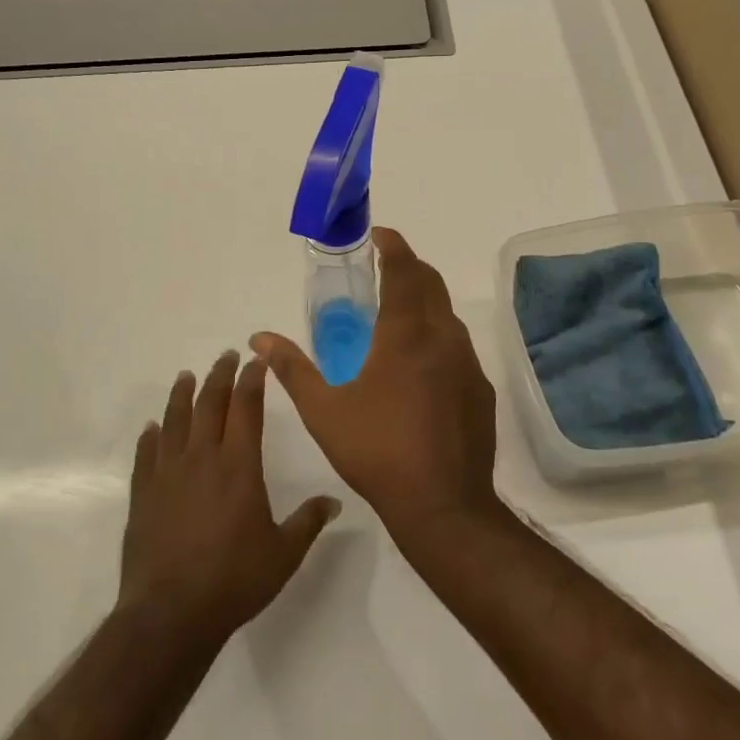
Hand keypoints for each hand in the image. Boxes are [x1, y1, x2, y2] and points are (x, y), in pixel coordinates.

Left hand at [118, 351, 340, 651]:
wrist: (170, 613)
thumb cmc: (234, 580)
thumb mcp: (284, 554)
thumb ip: (309, 522)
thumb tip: (335, 501)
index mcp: (239, 465)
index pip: (246, 408)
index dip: (252, 381)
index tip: (256, 362)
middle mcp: (202, 458)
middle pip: (210, 404)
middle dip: (219, 376)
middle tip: (225, 356)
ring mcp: (168, 474)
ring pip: (175, 420)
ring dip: (182, 394)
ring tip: (186, 376)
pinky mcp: (143, 494)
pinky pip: (146, 453)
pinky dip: (151, 435)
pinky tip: (152, 427)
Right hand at [253, 227, 498, 540]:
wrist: (443, 504)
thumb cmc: (378, 452)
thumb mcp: (324, 411)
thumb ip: (292, 369)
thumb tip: (259, 338)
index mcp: (406, 334)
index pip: (404, 270)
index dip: (392, 245)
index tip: (378, 235)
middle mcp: (443, 338)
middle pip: (431, 283)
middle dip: (409, 266)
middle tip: (384, 266)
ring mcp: (468, 363)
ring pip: (447, 314)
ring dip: (425, 300)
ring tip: (396, 313)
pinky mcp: (480, 389)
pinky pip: (458, 346)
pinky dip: (437, 335)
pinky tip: (419, 364)